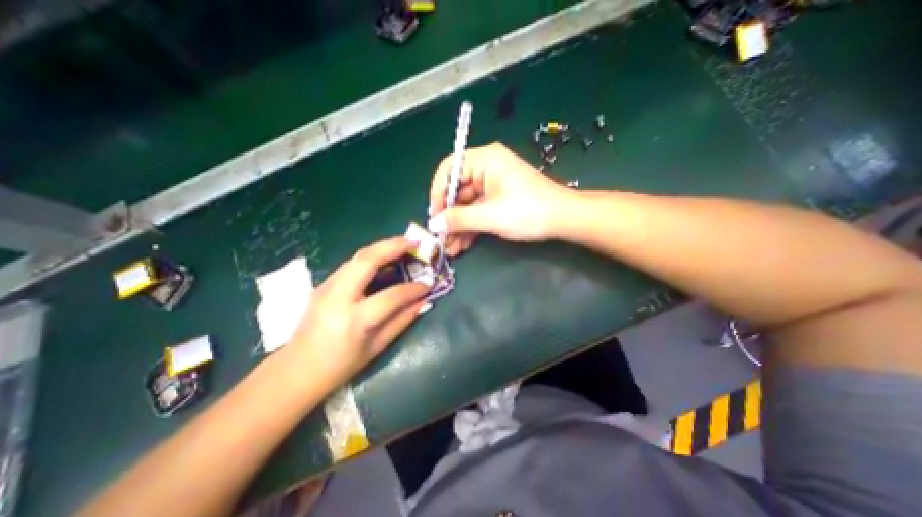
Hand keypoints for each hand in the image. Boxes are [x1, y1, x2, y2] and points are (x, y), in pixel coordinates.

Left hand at [287, 235, 428, 387]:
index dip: (413, 288)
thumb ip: (403, 320)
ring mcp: (327, 286)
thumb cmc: (341, 366)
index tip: (428, 284)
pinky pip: (352, 263)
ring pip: (358, 256)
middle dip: (394, 246)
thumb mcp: (377, 347)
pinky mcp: (324, 283)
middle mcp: (338, 297)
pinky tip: (385, 259)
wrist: (298, 369)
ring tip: (403, 246)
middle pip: (367, 260)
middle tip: (415, 243)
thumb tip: (423, 301)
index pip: (391, 295)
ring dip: (383, 247)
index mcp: (354, 320)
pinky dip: (372, 256)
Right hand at [429, 141, 574, 254]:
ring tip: (450, 249)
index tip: (434, 216)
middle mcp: (486, 168)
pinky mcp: (499, 199)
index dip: (438, 193)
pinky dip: (471, 227)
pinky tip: (462, 245)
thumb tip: (434, 224)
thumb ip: (459, 219)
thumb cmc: (528, 211)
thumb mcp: (490, 216)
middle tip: (441, 239)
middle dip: (449, 217)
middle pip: (457, 190)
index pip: (449, 169)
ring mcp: (493, 185)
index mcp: (484, 160)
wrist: (565, 219)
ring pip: (467, 205)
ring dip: (459, 226)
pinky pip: (479, 211)